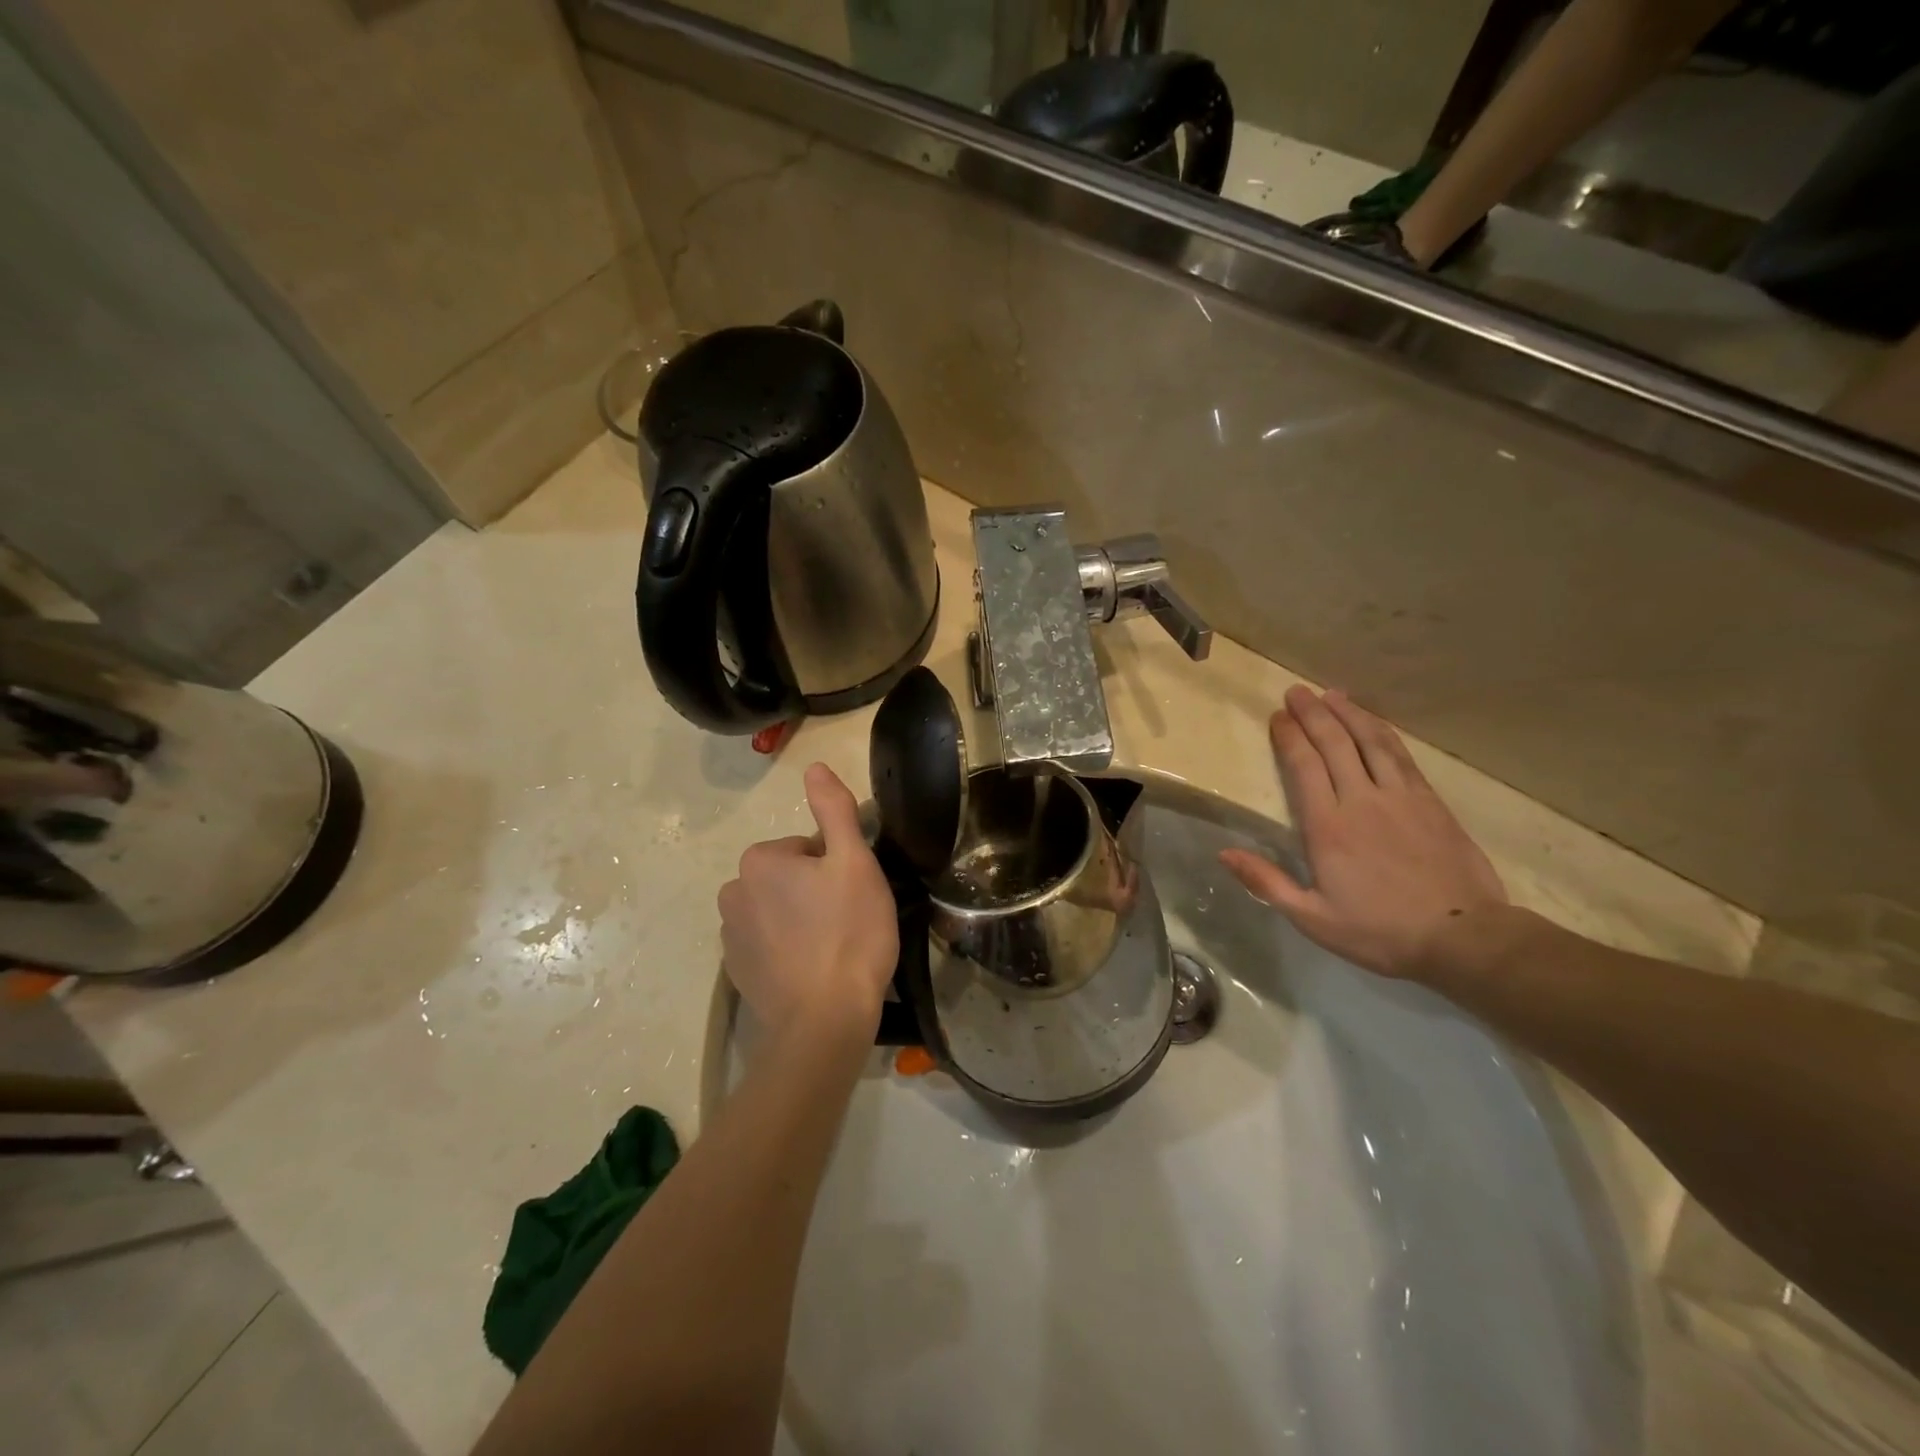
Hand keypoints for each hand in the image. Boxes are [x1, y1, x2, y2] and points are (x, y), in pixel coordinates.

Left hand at [718, 763, 898, 1038]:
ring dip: (802, 919)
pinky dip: (788, 949)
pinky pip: (767, 942)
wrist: (824, 1021)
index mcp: (760, 859)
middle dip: (816, 890)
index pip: (808, 847)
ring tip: (833, 948)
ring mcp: (729, 935)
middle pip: (789, 876)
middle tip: (848, 920)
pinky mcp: (736, 971)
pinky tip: (813, 970)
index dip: (837, 866)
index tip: (854, 895)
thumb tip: (814, 766)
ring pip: (778, 909)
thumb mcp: (854, 862)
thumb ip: (833, 810)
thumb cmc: (848, 933)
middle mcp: (733, 891)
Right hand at [1218, 686, 1506, 979]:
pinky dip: (1383, 732)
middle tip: (1296, 691)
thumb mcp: (1313, 918)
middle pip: (1335, 744)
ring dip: (1349, 713)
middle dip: (1313, 714)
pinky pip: (1401, 756)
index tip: (1277, 716)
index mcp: (1328, 827)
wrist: (1464, 937)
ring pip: (1370, 741)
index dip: (1289, 737)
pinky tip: (1373, 723)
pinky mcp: (1430, 801)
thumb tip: (1224, 853)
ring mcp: (1400, 797)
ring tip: (1331, 693)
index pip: (1304, 766)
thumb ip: (1267, 882)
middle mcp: (1362, 800)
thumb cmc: (1379, 931)